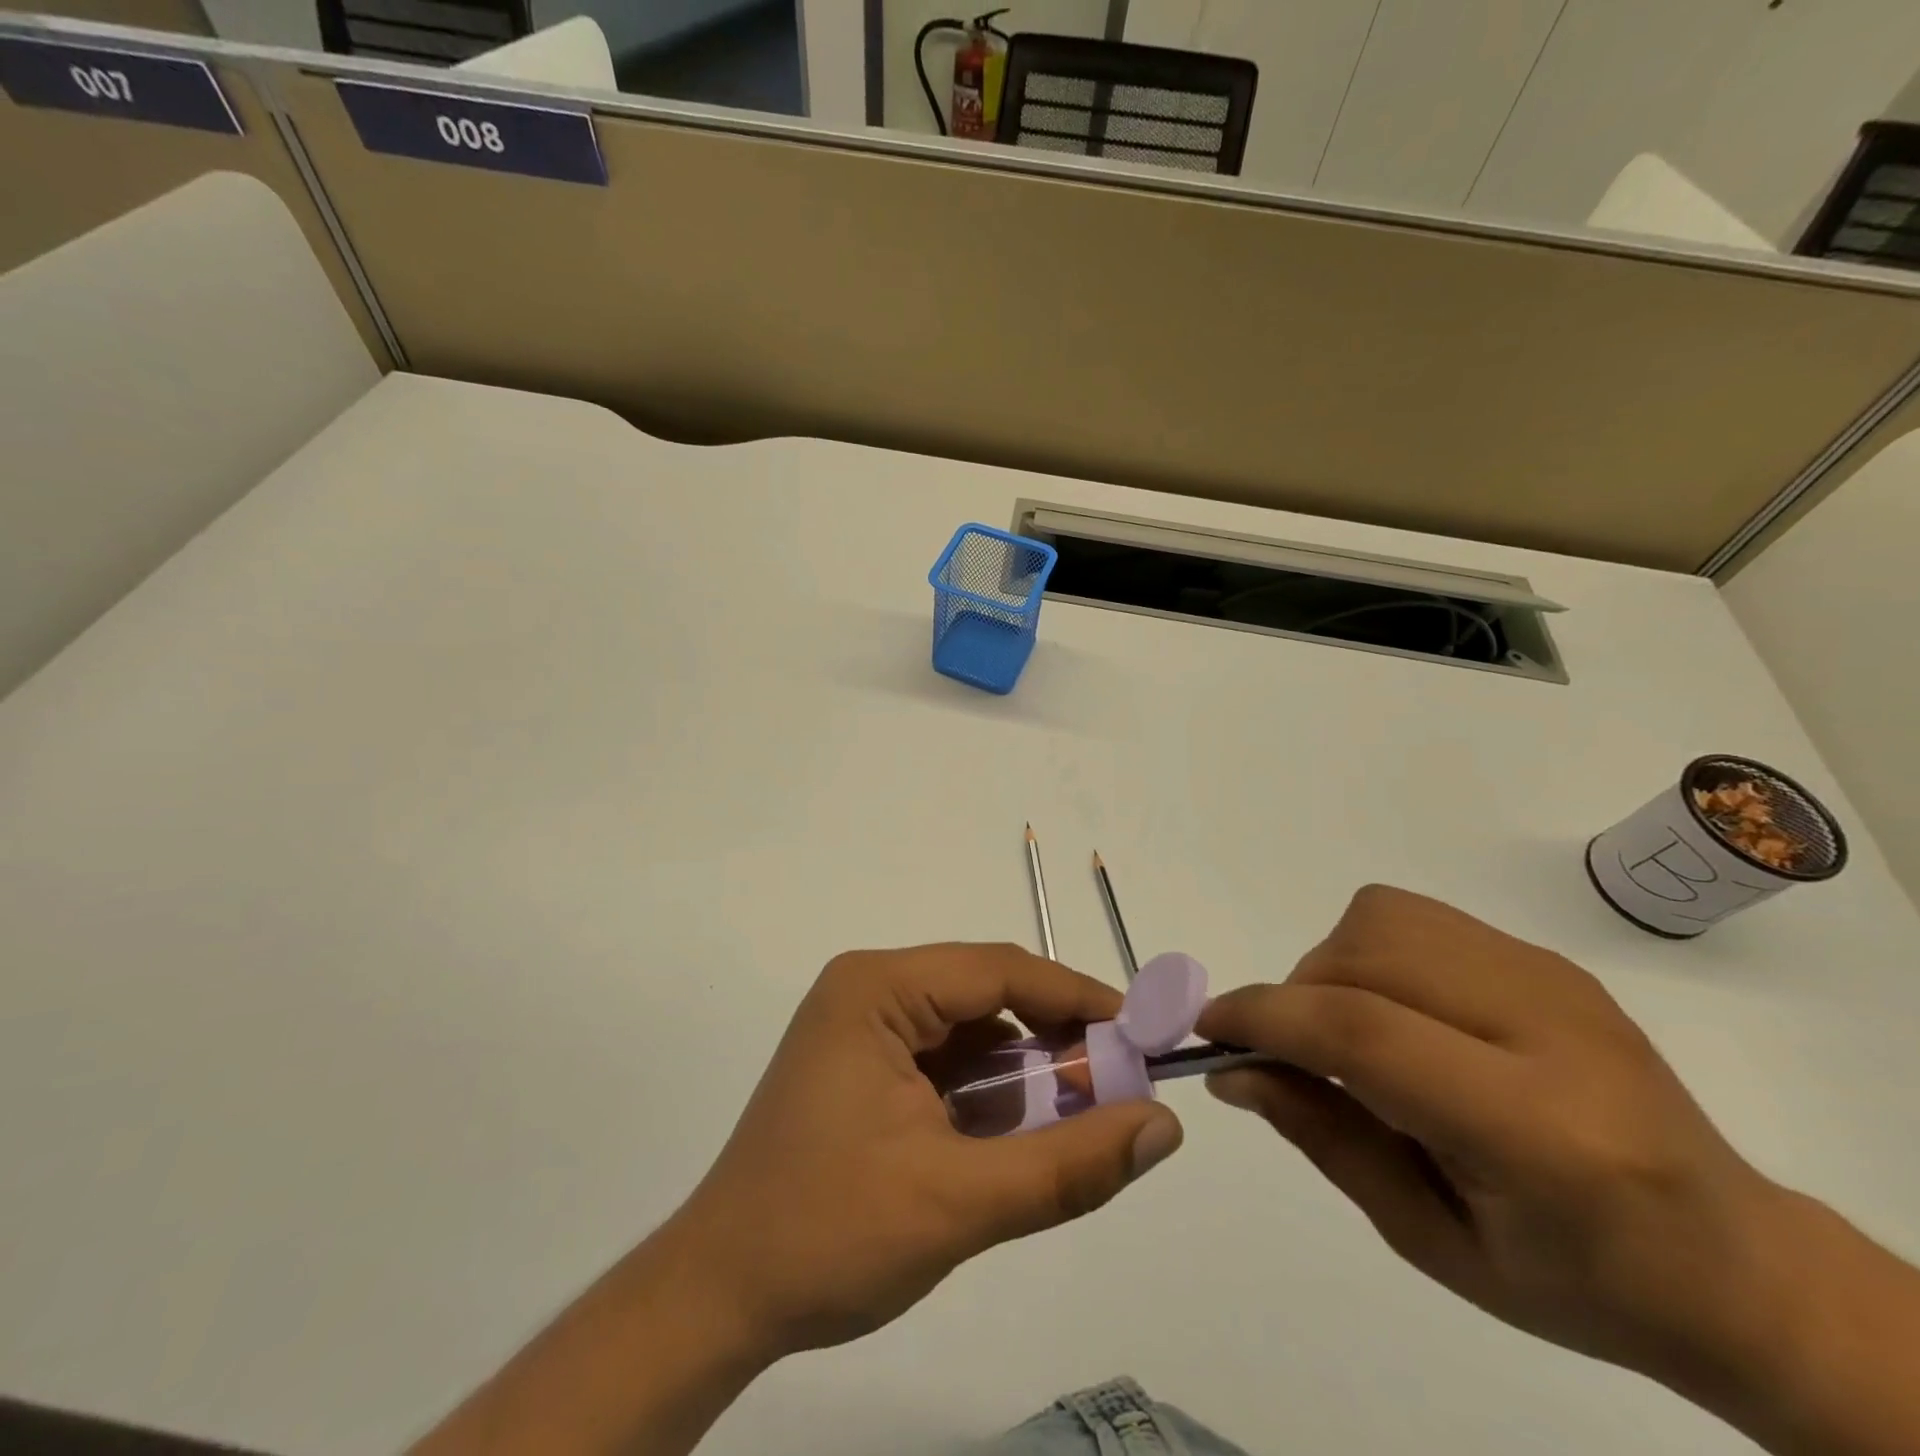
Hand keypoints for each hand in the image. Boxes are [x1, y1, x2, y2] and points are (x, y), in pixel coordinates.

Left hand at [668, 943, 1184, 1355]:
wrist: (718, 1297)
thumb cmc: (828, 1235)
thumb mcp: (958, 1202)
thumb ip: (1068, 1165)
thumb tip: (1163, 1126)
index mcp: (877, 988)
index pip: (997, 970)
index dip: (1076, 998)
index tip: (1141, 1034)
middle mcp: (868, 989)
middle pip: (984, 994)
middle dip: (1052, 1038)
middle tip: (1117, 1083)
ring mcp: (861, 1026)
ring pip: (968, 1029)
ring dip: (1022, 1069)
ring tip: (1077, 1113)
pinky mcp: (863, 1064)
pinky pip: (944, 1059)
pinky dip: (987, 1091)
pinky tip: (1015, 1132)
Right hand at [1197, 886, 1783, 1399]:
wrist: (1734, 1261)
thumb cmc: (1577, 1281)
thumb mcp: (1432, 1241)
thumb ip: (1323, 1139)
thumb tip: (1231, 1068)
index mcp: (1537, 1131)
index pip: (1364, 1032)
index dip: (1266, 1017)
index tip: (1210, 1029)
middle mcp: (1550, 1028)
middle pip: (1364, 957)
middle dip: (1296, 995)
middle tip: (1293, 1055)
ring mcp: (1552, 979)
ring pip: (1380, 918)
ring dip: (1331, 966)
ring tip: (1350, 1031)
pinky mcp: (1545, 957)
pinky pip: (1412, 918)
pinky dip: (1368, 953)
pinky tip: (1396, 1012)